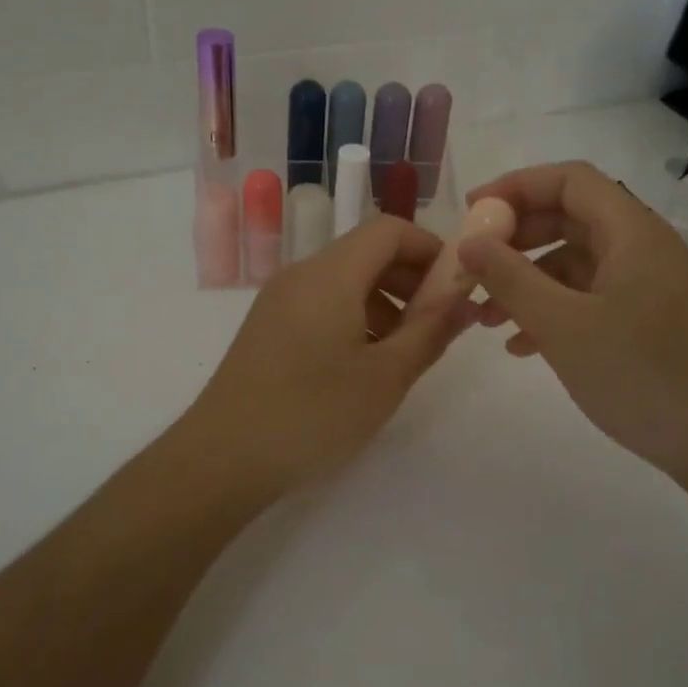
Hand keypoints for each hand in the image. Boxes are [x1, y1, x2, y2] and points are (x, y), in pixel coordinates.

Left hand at [183, 216, 471, 497]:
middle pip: (366, 252)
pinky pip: (321, 303)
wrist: (223, 457)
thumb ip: (431, 330)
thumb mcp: (386, 376)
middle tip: (440, 323)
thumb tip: (464, 297)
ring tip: (405, 350)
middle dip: (411, 278)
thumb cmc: (313, 414)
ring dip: (385, 301)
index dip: (431, 248)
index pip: (389, 229)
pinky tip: (364, 363)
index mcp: (330, 274)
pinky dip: (354, 316)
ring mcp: (279, 300)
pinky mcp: (267, 326)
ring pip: (344, 280)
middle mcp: (301, 274)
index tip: (457, 287)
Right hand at [458, 161, 687, 477]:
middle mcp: (642, 248)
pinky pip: (589, 298)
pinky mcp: (647, 322)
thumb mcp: (563, 325)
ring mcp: (647, 286)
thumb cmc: (642, 375)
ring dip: (528, 281)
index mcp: (631, 232)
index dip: (516, 187)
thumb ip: (510, 278)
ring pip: (575, 264)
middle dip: (517, 239)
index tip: (472, 213)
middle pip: (570, 219)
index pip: (569, 181)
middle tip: (474, 266)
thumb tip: (469, 242)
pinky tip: (522, 346)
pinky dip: (552, 311)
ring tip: (486, 317)